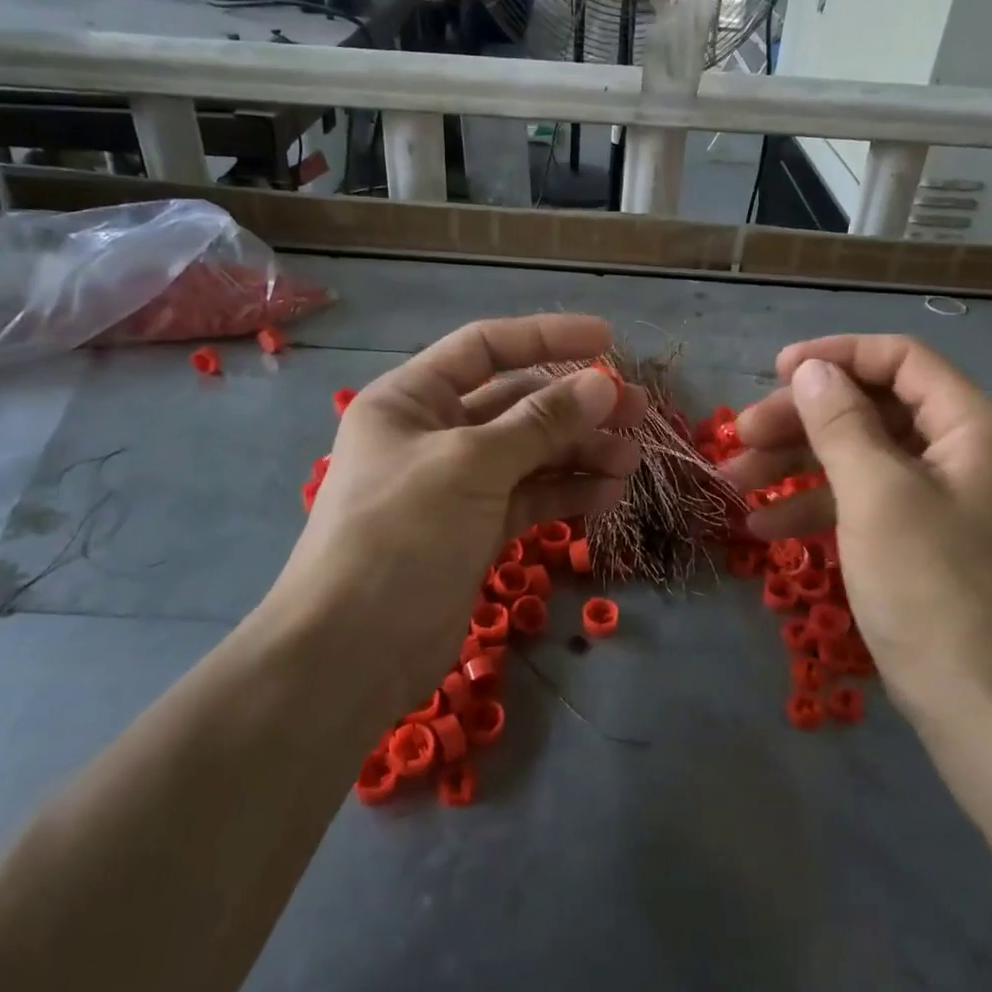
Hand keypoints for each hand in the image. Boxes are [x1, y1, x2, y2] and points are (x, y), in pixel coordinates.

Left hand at [270, 315, 643, 708]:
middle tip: (638, 411)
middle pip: (516, 403)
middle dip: (576, 405)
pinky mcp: (474, 530)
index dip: (547, 338)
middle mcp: (432, 434)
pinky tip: (607, 495)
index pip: (486, 348)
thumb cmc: (401, 535)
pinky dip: (566, 493)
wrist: (353, 653)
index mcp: (412, 399)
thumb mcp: (472, 465)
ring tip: (631, 461)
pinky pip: (529, 497)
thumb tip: (603, 385)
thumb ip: (540, 422)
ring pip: (529, 453)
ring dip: (580, 452)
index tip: (608, 341)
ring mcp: (455, 485)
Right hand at [725, 336, 991, 763]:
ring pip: (860, 459)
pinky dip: (817, 508)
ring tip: (734, 484)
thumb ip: (841, 423)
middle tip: (740, 438)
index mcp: (975, 427)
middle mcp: (966, 452)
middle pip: (872, 410)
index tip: (775, 373)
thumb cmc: (934, 589)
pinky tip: (765, 528)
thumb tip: (812, 370)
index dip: (836, 357)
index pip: (900, 361)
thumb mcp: (877, 495)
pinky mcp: (924, 541)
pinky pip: (865, 503)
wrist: (989, 711)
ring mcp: (944, 500)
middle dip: (802, 421)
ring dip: (797, 466)